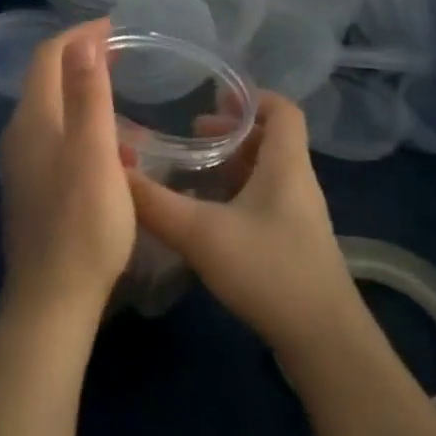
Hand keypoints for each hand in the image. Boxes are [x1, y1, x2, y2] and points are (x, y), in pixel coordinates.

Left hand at [0, 17, 135, 322]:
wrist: (53, 298)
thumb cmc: (83, 223)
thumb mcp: (95, 154)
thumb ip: (89, 95)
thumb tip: (83, 40)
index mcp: (34, 121)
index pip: (48, 57)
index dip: (79, 35)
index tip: (115, 26)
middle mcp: (20, 136)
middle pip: (46, 80)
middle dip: (80, 58)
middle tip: (120, 52)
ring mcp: (23, 165)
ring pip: (52, 111)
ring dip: (82, 92)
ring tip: (119, 92)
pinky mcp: (32, 189)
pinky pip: (55, 138)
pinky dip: (81, 125)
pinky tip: (110, 146)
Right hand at [126, 92, 359, 359]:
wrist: (321, 338)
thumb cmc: (268, 269)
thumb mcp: (201, 233)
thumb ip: (154, 203)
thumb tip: (113, 171)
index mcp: (286, 165)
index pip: (283, 110)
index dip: (252, 97)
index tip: (214, 97)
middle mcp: (297, 183)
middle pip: (271, 140)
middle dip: (231, 133)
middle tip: (191, 136)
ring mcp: (298, 216)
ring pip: (266, 174)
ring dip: (232, 166)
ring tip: (192, 172)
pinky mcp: (293, 244)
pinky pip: (264, 202)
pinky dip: (235, 196)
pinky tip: (206, 216)